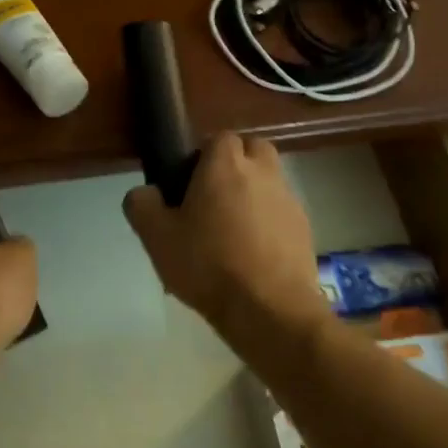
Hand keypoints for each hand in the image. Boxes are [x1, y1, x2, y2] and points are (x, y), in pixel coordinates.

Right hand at [123, 135, 324, 341]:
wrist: (269, 309)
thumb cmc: (208, 264)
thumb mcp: (156, 237)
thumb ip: (142, 206)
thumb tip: (145, 193)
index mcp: (225, 165)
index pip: (218, 138)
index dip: (202, 157)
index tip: (187, 185)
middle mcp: (263, 172)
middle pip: (252, 150)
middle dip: (235, 165)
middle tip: (212, 198)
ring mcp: (288, 200)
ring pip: (269, 181)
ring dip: (253, 194)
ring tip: (231, 231)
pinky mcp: (304, 229)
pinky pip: (282, 213)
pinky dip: (268, 222)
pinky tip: (252, 254)